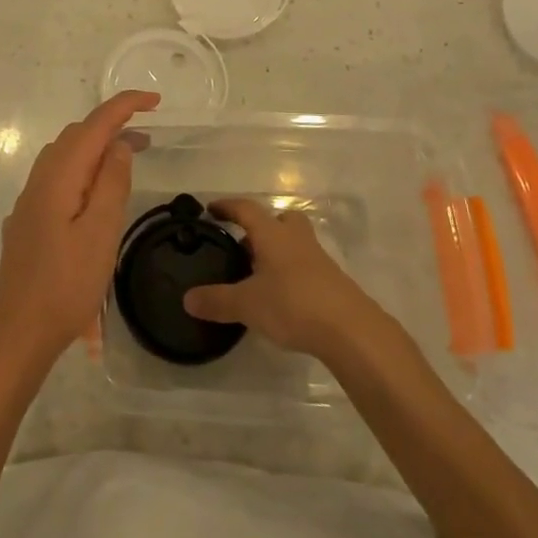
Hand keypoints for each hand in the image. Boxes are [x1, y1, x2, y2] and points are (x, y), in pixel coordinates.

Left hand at [0, 91, 158, 368]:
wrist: (18, 330)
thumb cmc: (66, 284)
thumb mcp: (101, 232)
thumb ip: (111, 183)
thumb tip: (119, 145)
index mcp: (59, 176)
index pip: (94, 125)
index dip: (124, 106)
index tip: (154, 101)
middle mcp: (40, 179)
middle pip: (77, 136)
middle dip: (112, 126)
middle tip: (148, 137)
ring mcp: (30, 200)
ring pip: (65, 156)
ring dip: (96, 149)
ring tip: (126, 160)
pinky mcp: (29, 220)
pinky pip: (58, 178)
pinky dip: (82, 171)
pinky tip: (94, 195)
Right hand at [182, 200, 385, 362]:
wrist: (351, 329)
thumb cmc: (293, 304)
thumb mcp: (247, 305)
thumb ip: (217, 301)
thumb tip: (187, 299)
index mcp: (272, 234)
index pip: (246, 210)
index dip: (228, 207)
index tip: (212, 209)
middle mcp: (296, 239)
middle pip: (280, 219)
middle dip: (262, 227)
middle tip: (244, 243)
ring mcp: (318, 259)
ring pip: (295, 242)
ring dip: (278, 250)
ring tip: (260, 274)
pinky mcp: (332, 282)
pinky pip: (306, 266)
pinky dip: (292, 273)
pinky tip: (283, 296)